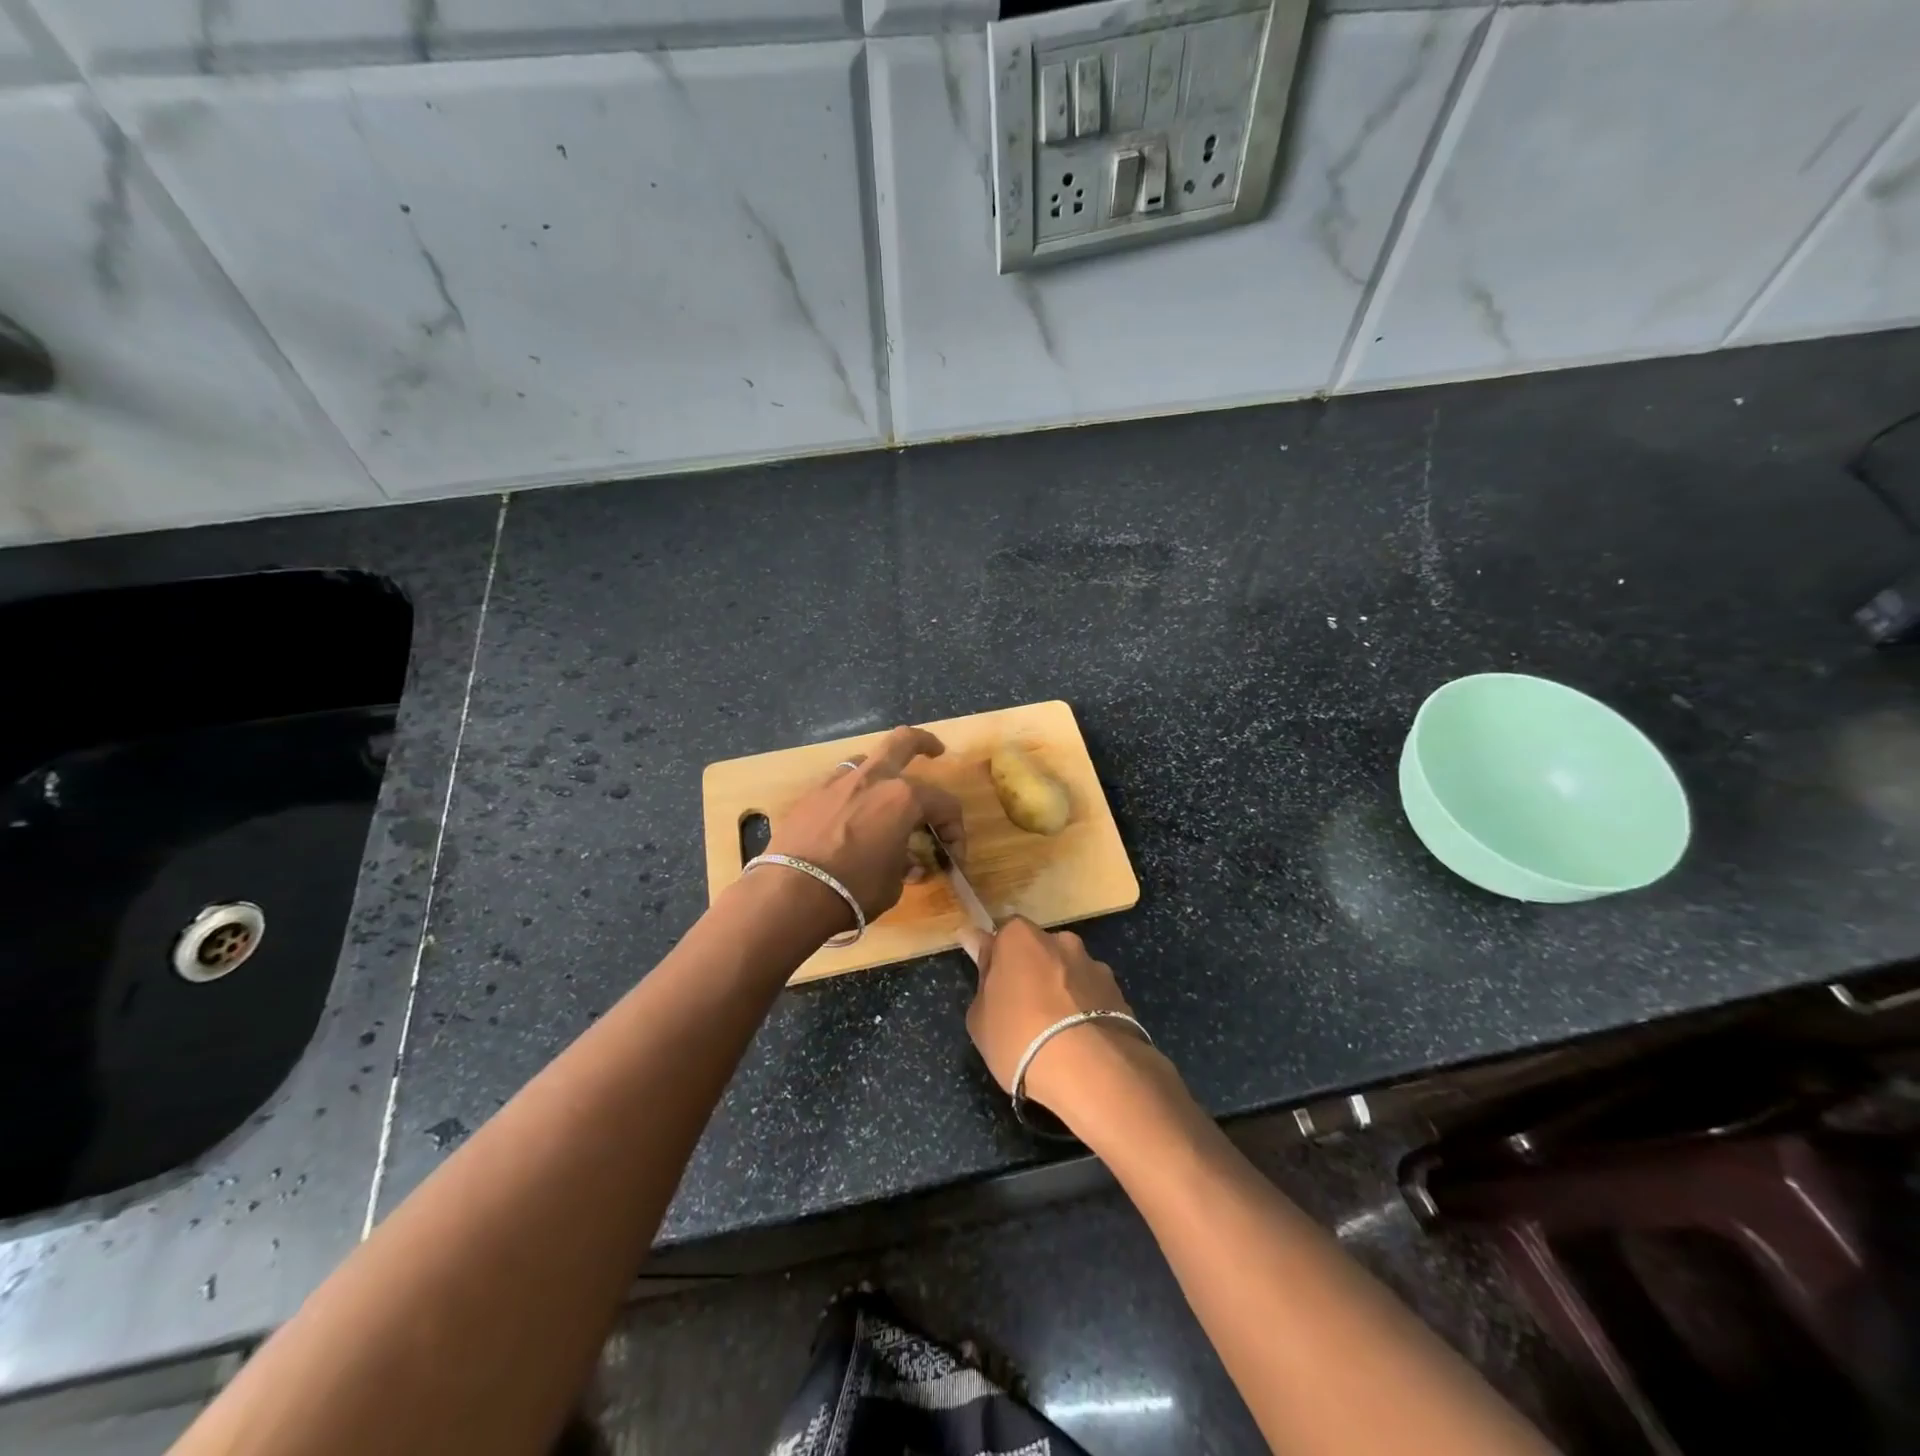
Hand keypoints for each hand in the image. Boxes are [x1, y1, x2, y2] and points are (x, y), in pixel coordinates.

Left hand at [766, 725, 964, 924]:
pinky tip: (850, 817)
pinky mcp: (810, 796)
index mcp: (904, 798)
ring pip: (867, 761)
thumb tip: (908, 862)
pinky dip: (852, 795)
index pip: (944, 803)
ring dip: (882, 773)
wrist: (792, 893)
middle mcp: (872, 779)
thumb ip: (905, 864)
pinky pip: (839, 785)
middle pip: (903, 742)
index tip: (954, 856)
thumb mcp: (893, 883)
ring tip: (885, 795)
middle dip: (924, 743)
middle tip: (935, 752)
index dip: (955, 830)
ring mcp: (837, 782)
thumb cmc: (855, 889)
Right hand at [960, 917, 1144, 1120]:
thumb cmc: (1019, 1037)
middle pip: (1039, 952)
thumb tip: (979, 945)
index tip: (991, 984)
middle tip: (1022, 1011)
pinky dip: (1085, 1011)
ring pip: (1069, 973)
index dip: (996, 959)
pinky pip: (1092, 997)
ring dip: (1062, 992)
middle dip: (1032, 973)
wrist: (1089, 1068)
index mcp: (1020, 937)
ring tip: (1056, 1034)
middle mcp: (1060, 940)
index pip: (1001, 935)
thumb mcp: (979, 1016)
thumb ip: (983, 977)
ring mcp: (1093, 965)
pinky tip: (1079, 1042)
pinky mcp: (1118, 993)